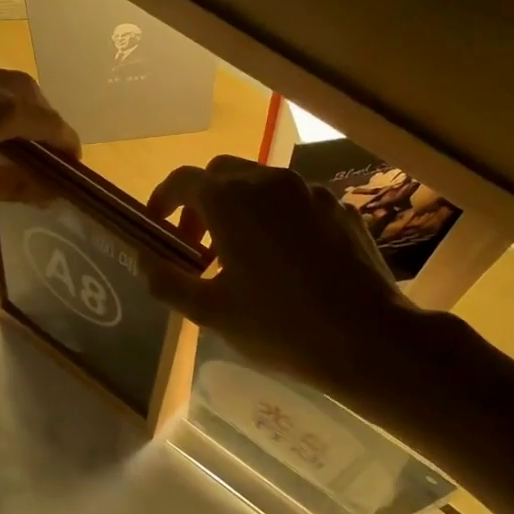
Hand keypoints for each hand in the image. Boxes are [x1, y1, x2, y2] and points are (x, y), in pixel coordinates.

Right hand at [146, 157, 426, 396]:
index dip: (162, 200)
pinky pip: (296, 203)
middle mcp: (270, 182)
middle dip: (201, 203)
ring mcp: (311, 193)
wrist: (370, 339)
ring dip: (239, 210)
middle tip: (197, 246)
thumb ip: (167, 280)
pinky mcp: (341, 210)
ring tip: (240, 257)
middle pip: (222, 174)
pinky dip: (276, 220)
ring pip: (262, 185)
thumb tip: (143, 260)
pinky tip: (284, 262)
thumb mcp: (210, 312)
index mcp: (232, 201)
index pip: (183, 180)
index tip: (156, 226)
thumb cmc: (279, 326)